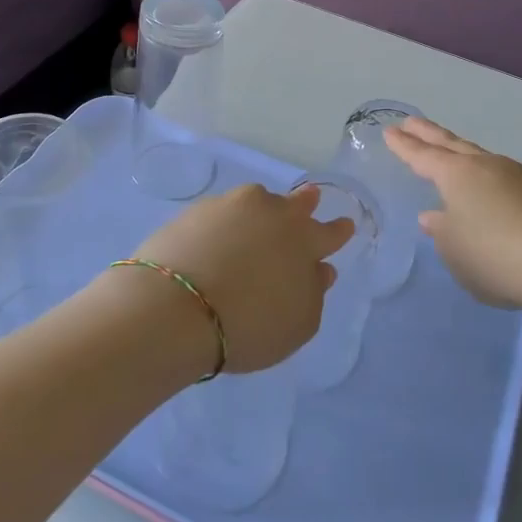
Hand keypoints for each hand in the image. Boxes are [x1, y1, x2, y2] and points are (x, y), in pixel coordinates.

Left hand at [128, 183, 356, 373]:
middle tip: (310, 198)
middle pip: (294, 203)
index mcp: (304, 240)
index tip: (345, 225)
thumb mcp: (298, 324)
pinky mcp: (194, 211)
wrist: (176, 308)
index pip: (329, 232)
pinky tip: (218, 238)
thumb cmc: (249, 324)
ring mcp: (230, 206)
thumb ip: (314, 293)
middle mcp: (271, 212)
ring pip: (256, 202)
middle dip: (305, 202)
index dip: (338, 231)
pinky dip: (225, 224)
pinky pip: (221, 213)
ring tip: (257, 222)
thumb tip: (320, 270)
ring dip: (262, 210)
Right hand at [385, 117, 521, 313]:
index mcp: (457, 174)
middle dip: (429, 133)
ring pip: (479, 157)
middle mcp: (486, 166)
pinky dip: (485, 177)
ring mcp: (517, 176)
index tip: (389, 131)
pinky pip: (501, 177)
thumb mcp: (454, 250)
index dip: (404, 145)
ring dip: (460, 152)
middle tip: (411, 122)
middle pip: (451, 144)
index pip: (422, 155)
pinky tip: (487, 190)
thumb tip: (435, 216)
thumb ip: (441, 231)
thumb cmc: (494, 256)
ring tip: (449, 153)